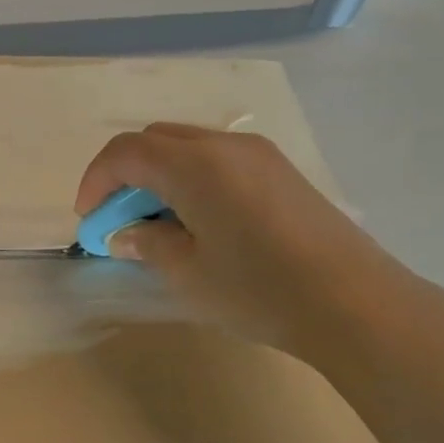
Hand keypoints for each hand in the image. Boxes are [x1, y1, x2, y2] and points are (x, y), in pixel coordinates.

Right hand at [74, 123, 416, 356]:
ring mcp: (259, 154)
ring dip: (158, 176)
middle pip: (155, 140)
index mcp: (195, 164)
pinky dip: (190, 179)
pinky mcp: (281, 171)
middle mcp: (225, 145)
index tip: (89, 220)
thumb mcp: (187, 273)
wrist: (355, 302)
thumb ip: (147, 243)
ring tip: (156, 224)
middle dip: (125, 175)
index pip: (126, 152)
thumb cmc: (258, 289)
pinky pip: (218, 160)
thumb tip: (127, 234)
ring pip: (188, 147)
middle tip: (118, 221)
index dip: (96, 181)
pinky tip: (197, 222)